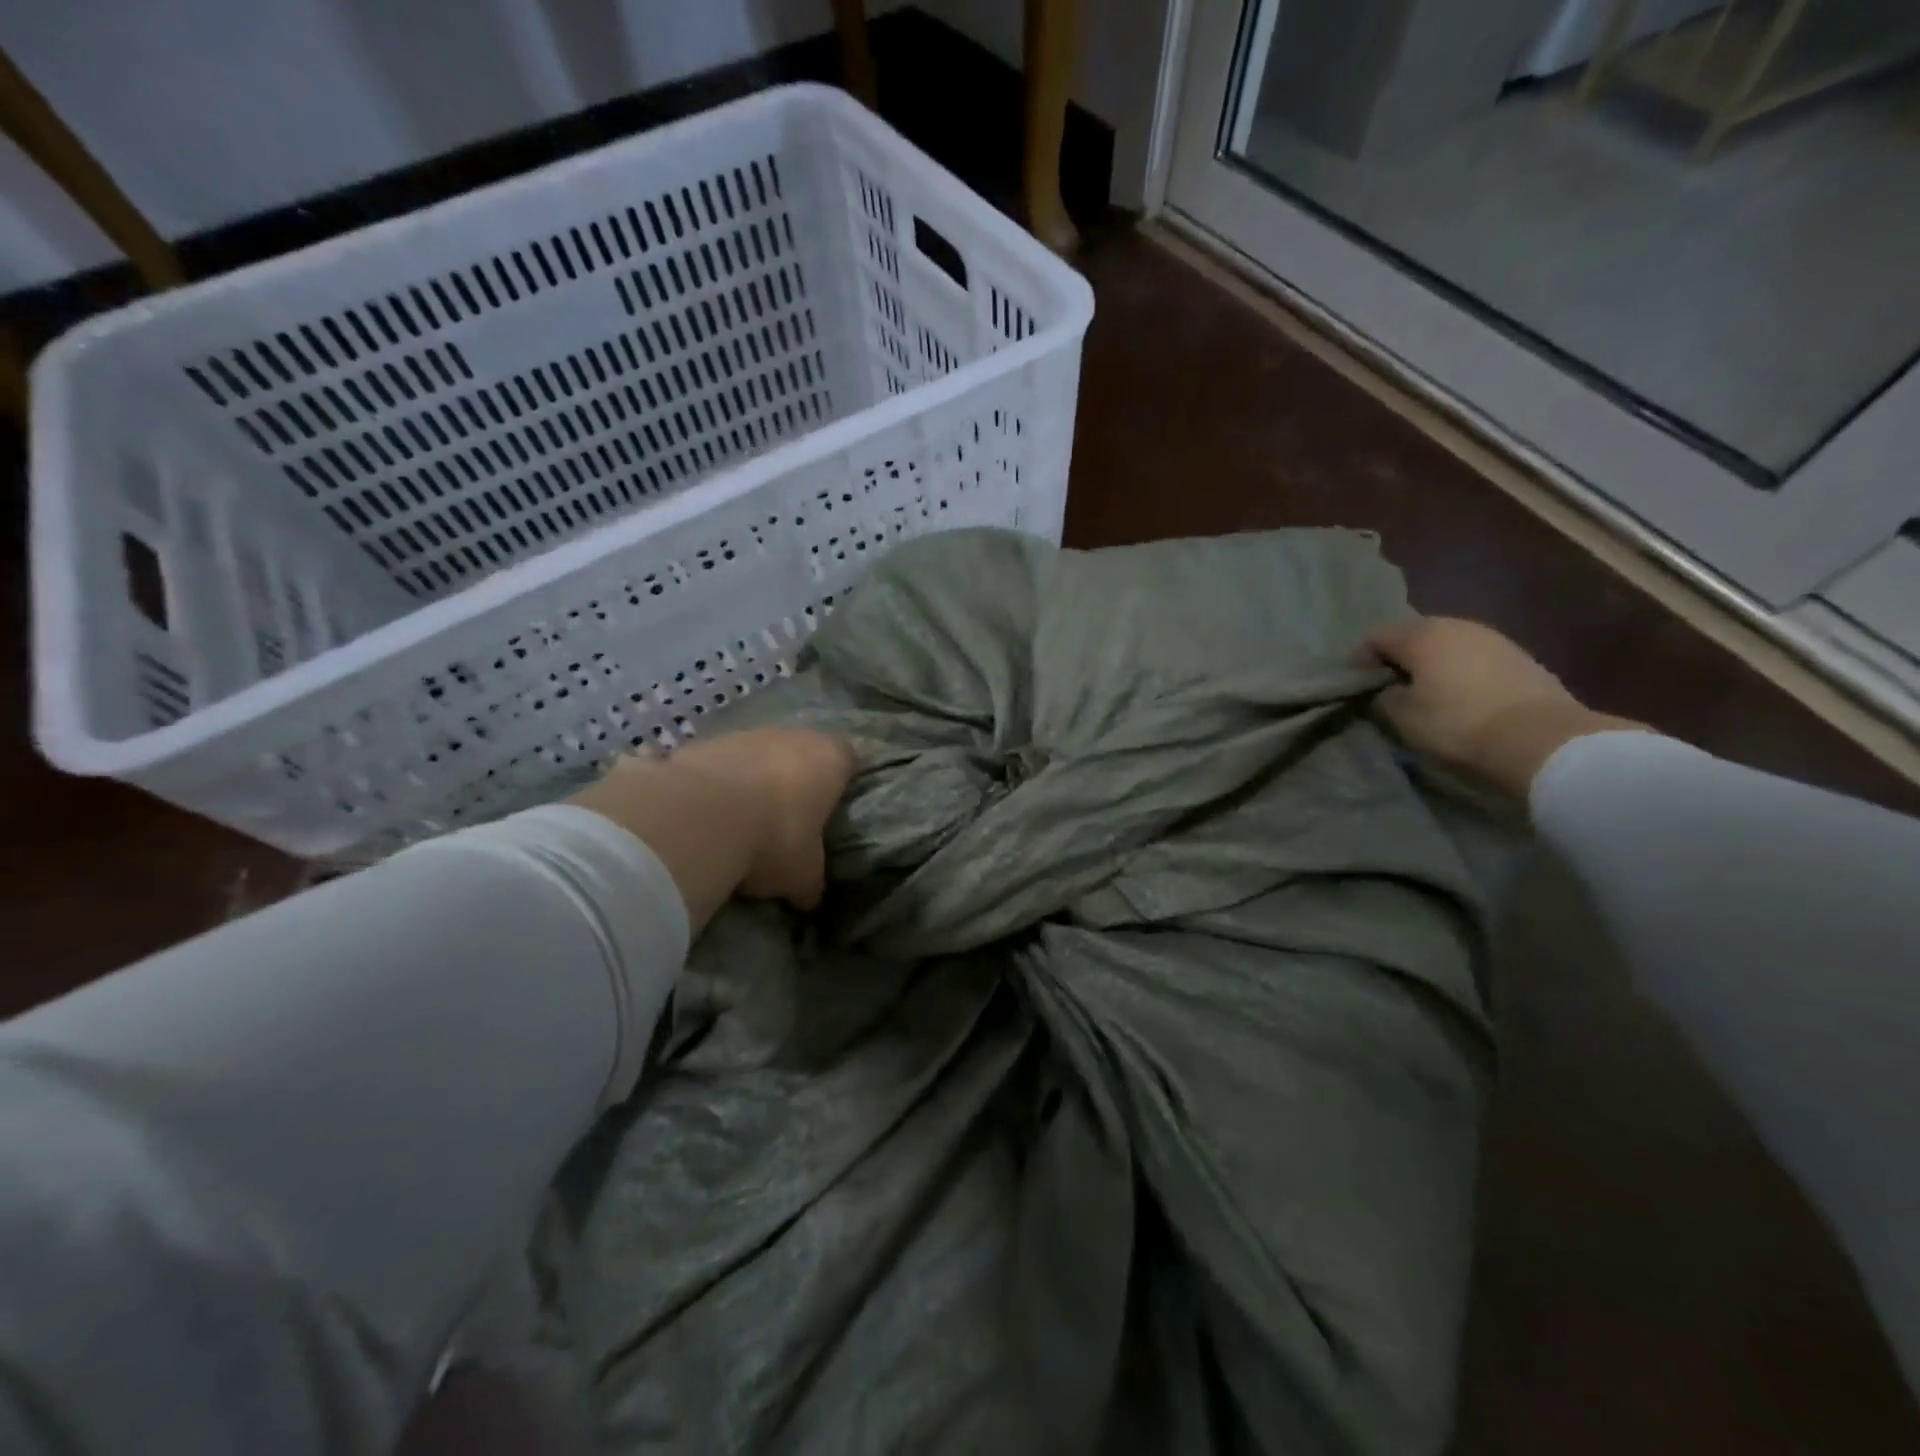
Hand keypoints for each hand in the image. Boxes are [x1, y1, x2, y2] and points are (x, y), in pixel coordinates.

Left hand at [569, 728, 855, 930]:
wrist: (698, 817)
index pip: (848, 761)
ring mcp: (747, 735)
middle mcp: (793, 736)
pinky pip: (721, 765)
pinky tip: (708, 816)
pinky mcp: (705, 743)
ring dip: (753, 781)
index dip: (840, 784)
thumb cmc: (774, 840)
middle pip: (801, 754)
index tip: (830, 811)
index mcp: (830, 759)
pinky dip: (719, 784)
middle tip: (787, 821)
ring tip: (742, 821)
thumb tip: (809, 898)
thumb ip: (811, 881)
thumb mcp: (803, 875)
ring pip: (759, 756)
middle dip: (795, 781)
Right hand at [1362, 616, 1641, 798]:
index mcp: (1422, 635)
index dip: (1359, 660)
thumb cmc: (1457, 724)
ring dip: (1430, 663)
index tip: (1354, 685)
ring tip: (1423, 690)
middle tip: (1386, 686)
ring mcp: (1492, 637)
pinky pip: (1472, 656)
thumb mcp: (1402, 717)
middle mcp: (1456, 625)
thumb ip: (1383, 697)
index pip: (1376, 637)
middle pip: (1413, 634)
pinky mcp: (1519, 656)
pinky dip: (1457, 670)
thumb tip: (1384, 690)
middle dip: (1396, 657)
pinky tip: (1457, 694)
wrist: (1541, 739)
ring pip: (1446, 643)